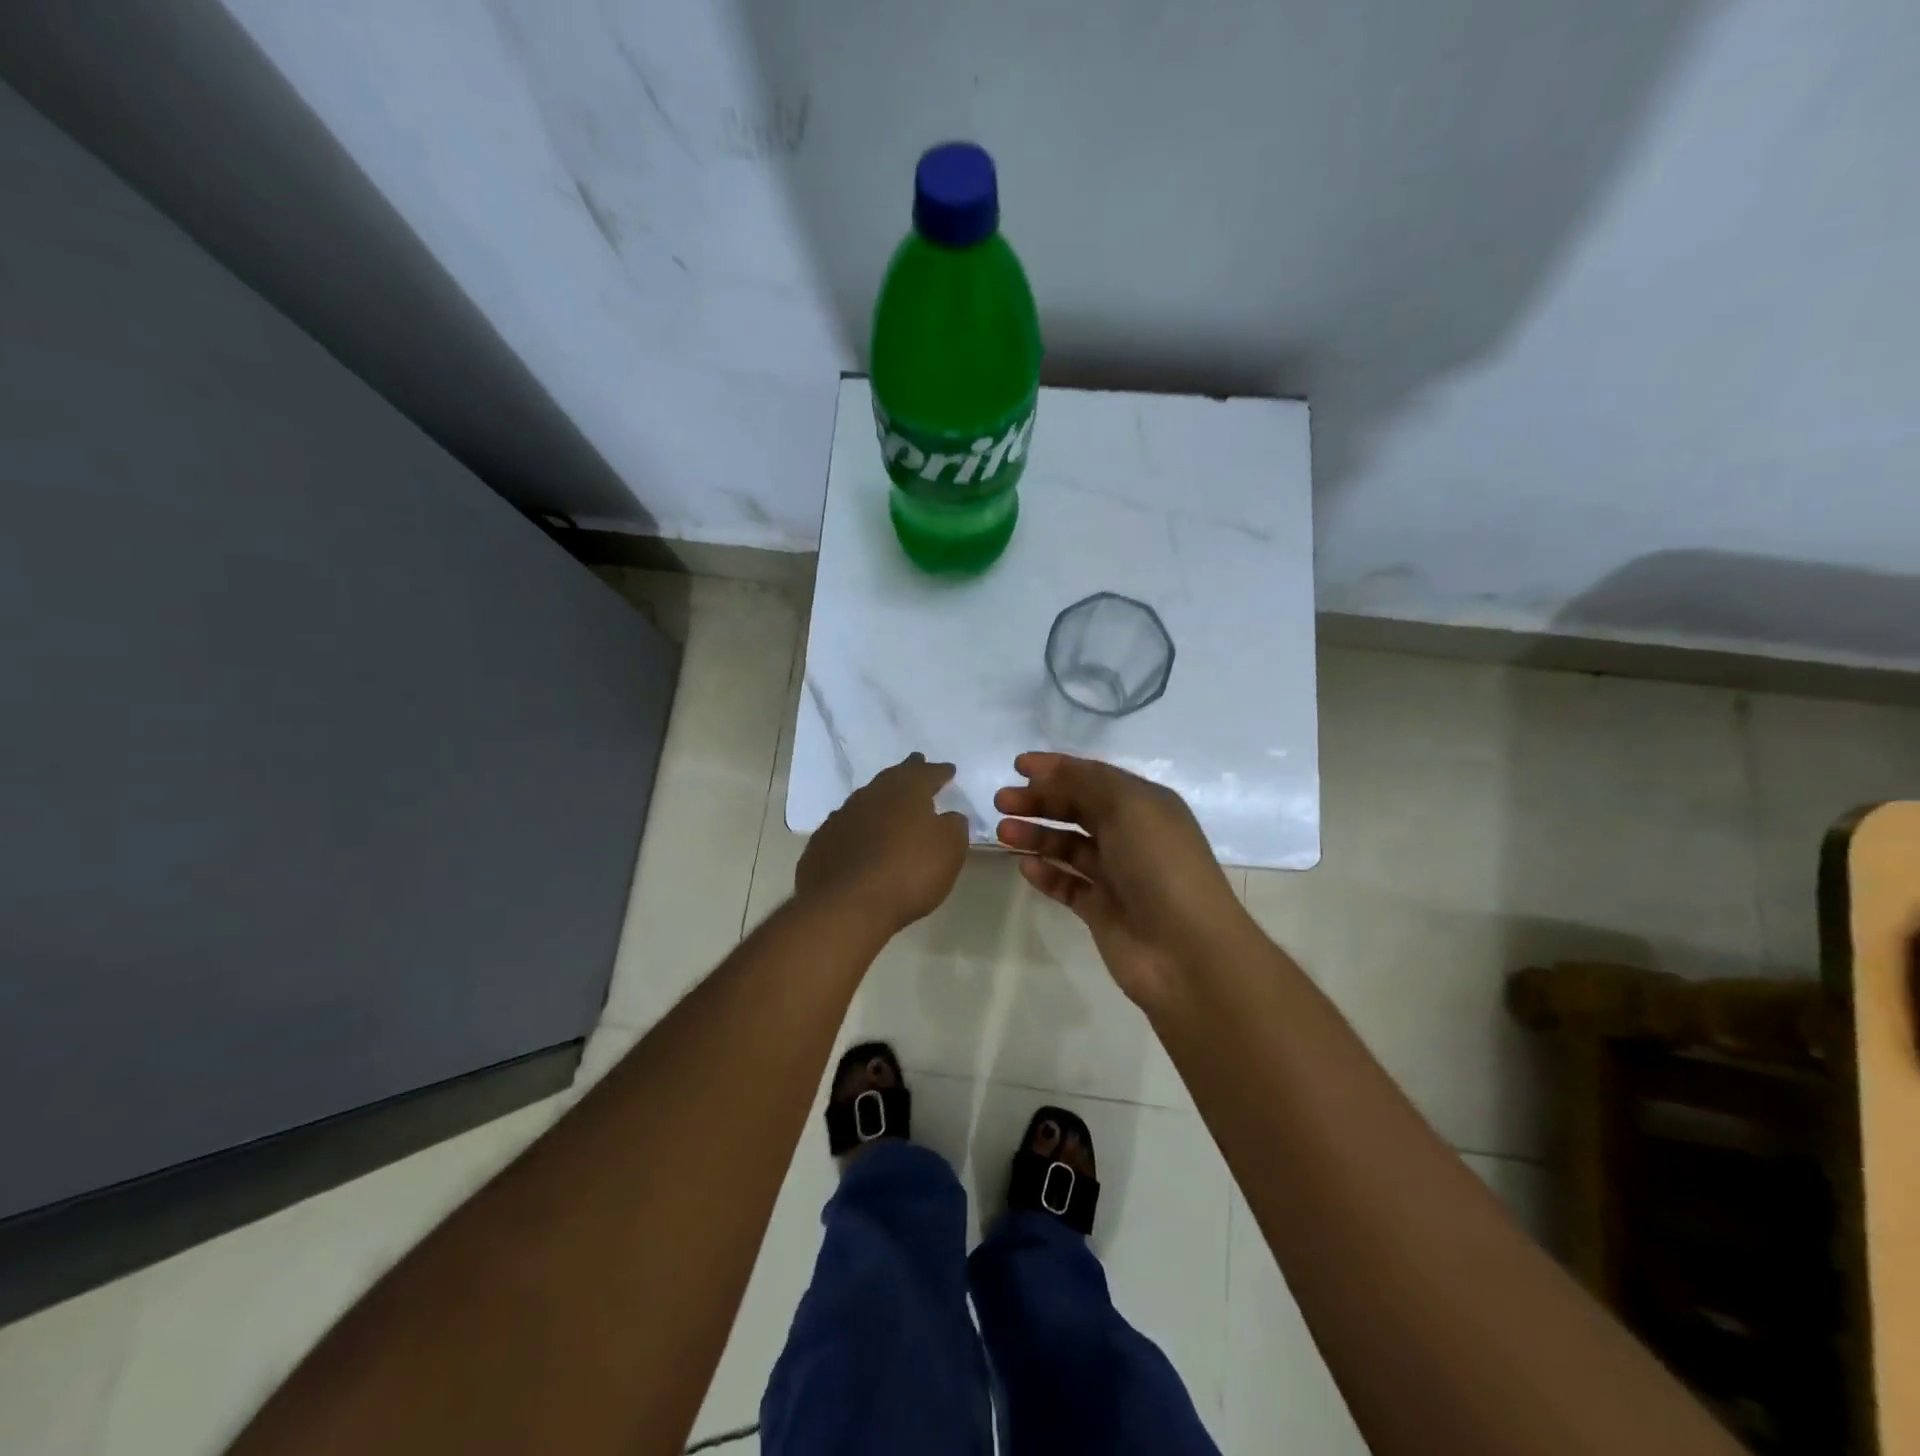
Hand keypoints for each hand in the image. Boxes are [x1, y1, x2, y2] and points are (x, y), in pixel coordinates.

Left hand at [796, 753, 968, 936]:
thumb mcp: (949, 850)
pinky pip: (846, 826)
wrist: (847, 905)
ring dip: (880, 799)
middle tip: (916, 765)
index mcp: (906, 791)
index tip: (949, 770)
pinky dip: (858, 827)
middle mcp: (872, 795)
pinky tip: (860, 836)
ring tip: (889, 804)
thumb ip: (954, 826)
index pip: (927, 773)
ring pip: (866, 799)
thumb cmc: (909, 872)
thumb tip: (949, 816)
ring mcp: (842, 817)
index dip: (940, 772)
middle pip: (893, 777)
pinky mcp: (822, 842)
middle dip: (908, 772)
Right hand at [995, 753, 1251, 1005]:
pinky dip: (1046, 873)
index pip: (1094, 777)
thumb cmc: (1160, 864)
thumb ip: (1085, 782)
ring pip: (1068, 847)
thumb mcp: (1128, 806)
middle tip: (1001, 801)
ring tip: (1003, 833)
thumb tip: (1047, 771)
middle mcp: (1131, 835)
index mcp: (1144, 804)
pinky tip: (1025, 867)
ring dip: (1036, 835)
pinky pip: (1067, 884)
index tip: (1017, 765)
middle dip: (1039, 801)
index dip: (1057, 768)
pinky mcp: (1102, 910)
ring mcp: (1116, 875)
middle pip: (1077, 809)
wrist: (1186, 949)